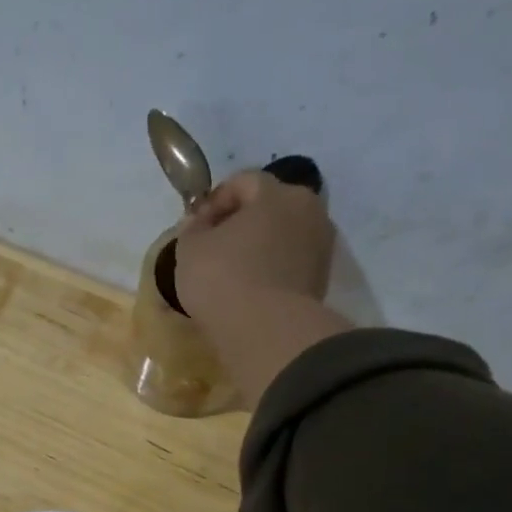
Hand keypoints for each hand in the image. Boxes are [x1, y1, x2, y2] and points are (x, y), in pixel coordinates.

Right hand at [173, 169, 353, 405]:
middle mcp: (308, 210)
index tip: (196, 226)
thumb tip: (201, 223)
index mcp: (276, 193)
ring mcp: (321, 245)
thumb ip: (193, 228)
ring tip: (232, 273)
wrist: (266, 330)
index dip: (215, 200)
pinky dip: (271, 270)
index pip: (244, 181)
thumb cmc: (222, 278)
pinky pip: (290, 263)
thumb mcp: (189, 249)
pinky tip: (249, 291)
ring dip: (259, 247)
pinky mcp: (322, 279)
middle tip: (214, 248)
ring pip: (282, 236)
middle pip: (269, 206)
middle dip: (241, 222)